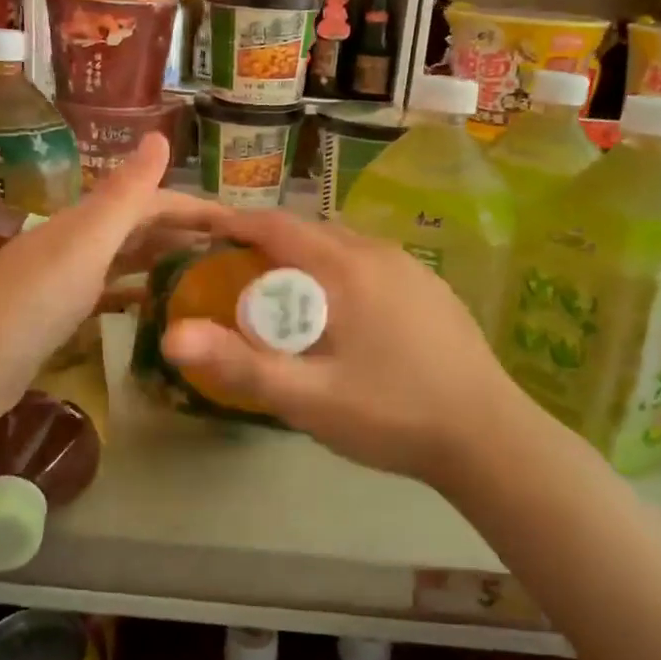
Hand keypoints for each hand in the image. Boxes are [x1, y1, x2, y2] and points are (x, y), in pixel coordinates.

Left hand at [0, 135, 209, 429]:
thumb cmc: (29, 304)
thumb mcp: (84, 245)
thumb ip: (123, 195)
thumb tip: (161, 135)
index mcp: (84, 222)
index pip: (151, 202)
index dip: (194, 209)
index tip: (240, 227)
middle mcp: (76, 242)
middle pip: (139, 228)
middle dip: (184, 234)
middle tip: (233, 256)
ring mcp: (66, 279)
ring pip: (126, 260)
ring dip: (163, 262)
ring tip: (206, 278)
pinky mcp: (60, 315)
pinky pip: (110, 293)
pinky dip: (136, 293)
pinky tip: (156, 306)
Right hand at [159, 210, 536, 489]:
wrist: (489, 436)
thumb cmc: (391, 413)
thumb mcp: (307, 398)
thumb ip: (238, 365)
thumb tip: (171, 337)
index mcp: (345, 267)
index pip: (276, 225)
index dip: (234, 223)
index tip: (203, 231)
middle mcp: (379, 253)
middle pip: (310, 231)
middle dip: (268, 243)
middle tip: (235, 273)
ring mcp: (412, 269)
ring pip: (344, 247)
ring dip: (307, 259)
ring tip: (284, 294)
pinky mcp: (433, 289)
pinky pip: (371, 265)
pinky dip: (340, 273)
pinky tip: (343, 315)